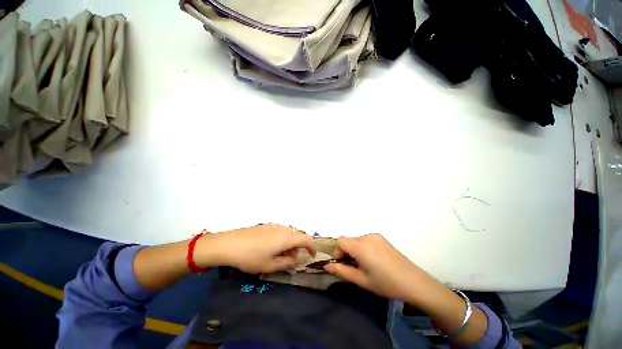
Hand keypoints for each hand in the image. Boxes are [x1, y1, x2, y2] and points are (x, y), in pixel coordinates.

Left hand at [196, 224, 315, 273]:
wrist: (229, 244)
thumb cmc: (251, 257)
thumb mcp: (270, 265)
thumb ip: (287, 263)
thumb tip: (296, 259)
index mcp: (286, 237)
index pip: (305, 238)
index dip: (311, 246)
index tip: (312, 255)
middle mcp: (282, 228)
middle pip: (296, 236)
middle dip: (297, 248)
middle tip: (289, 260)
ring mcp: (273, 225)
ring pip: (288, 233)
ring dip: (288, 244)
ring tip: (277, 256)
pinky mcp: (265, 225)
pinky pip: (279, 231)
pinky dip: (281, 240)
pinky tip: (269, 248)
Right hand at [324, 234, 433, 300]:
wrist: (414, 282)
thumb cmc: (385, 283)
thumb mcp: (361, 280)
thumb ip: (342, 271)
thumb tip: (327, 266)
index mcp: (360, 246)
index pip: (340, 240)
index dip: (338, 251)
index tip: (343, 263)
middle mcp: (367, 236)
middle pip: (349, 240)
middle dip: (347, 252)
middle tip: (354, 267)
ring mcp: (376, 236)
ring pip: (357, 240)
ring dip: (355, 250)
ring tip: (365, 265)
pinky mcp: (382, 238)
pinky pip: (366, 240)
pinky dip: (364, 247)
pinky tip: (374, 260)